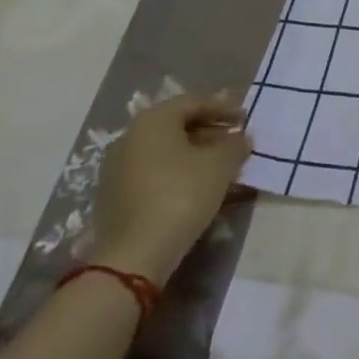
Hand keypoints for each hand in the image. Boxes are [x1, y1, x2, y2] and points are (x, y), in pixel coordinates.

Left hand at [92, 91, 251, 284]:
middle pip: (176, 124)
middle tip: (235, 139)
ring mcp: (116, 168)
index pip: (193, 102)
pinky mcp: (113, 195)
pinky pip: (152, 171)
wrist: (134, 256)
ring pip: (164, 149)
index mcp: (153, 121)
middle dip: (209, 130)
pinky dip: (176, 170)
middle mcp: (129, 137)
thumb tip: (241, 138)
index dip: (224, 108)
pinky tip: (196, 185)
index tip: (245, 119)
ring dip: (194, 152)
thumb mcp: (222, 164)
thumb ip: (236, 144)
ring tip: (220, 164)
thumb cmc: (182, 195)